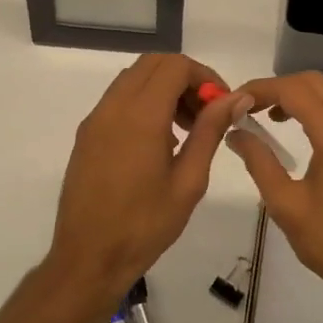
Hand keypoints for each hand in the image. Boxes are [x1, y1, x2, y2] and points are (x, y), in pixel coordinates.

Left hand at [47, 54, 242, 301]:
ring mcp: (95, 120)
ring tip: (186, 130)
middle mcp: (113, 107)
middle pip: (153, 64)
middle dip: (185, 79)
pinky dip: (143, 103)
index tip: (222, 105)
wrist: (88, 258)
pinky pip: (118, 100)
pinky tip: (159, 142)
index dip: (205, 77)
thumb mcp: (189, 180)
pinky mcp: (86, 135)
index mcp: (140, 116)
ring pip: (133, 79)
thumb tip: (236, 98)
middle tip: (206, 114)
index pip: (175, 66)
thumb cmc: (145, 225)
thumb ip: (210, 131)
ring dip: (163, 89)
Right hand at [229, 72, 322, 312]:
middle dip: (281, 88)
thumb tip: (235, 132)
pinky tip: (311, 137)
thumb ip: (258, 161)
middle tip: (253, 109)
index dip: (261, 88)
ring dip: (306, 96)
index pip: (294, 90)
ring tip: (279, 119)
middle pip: (316, 83)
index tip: (236, 100)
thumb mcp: (285, 204)